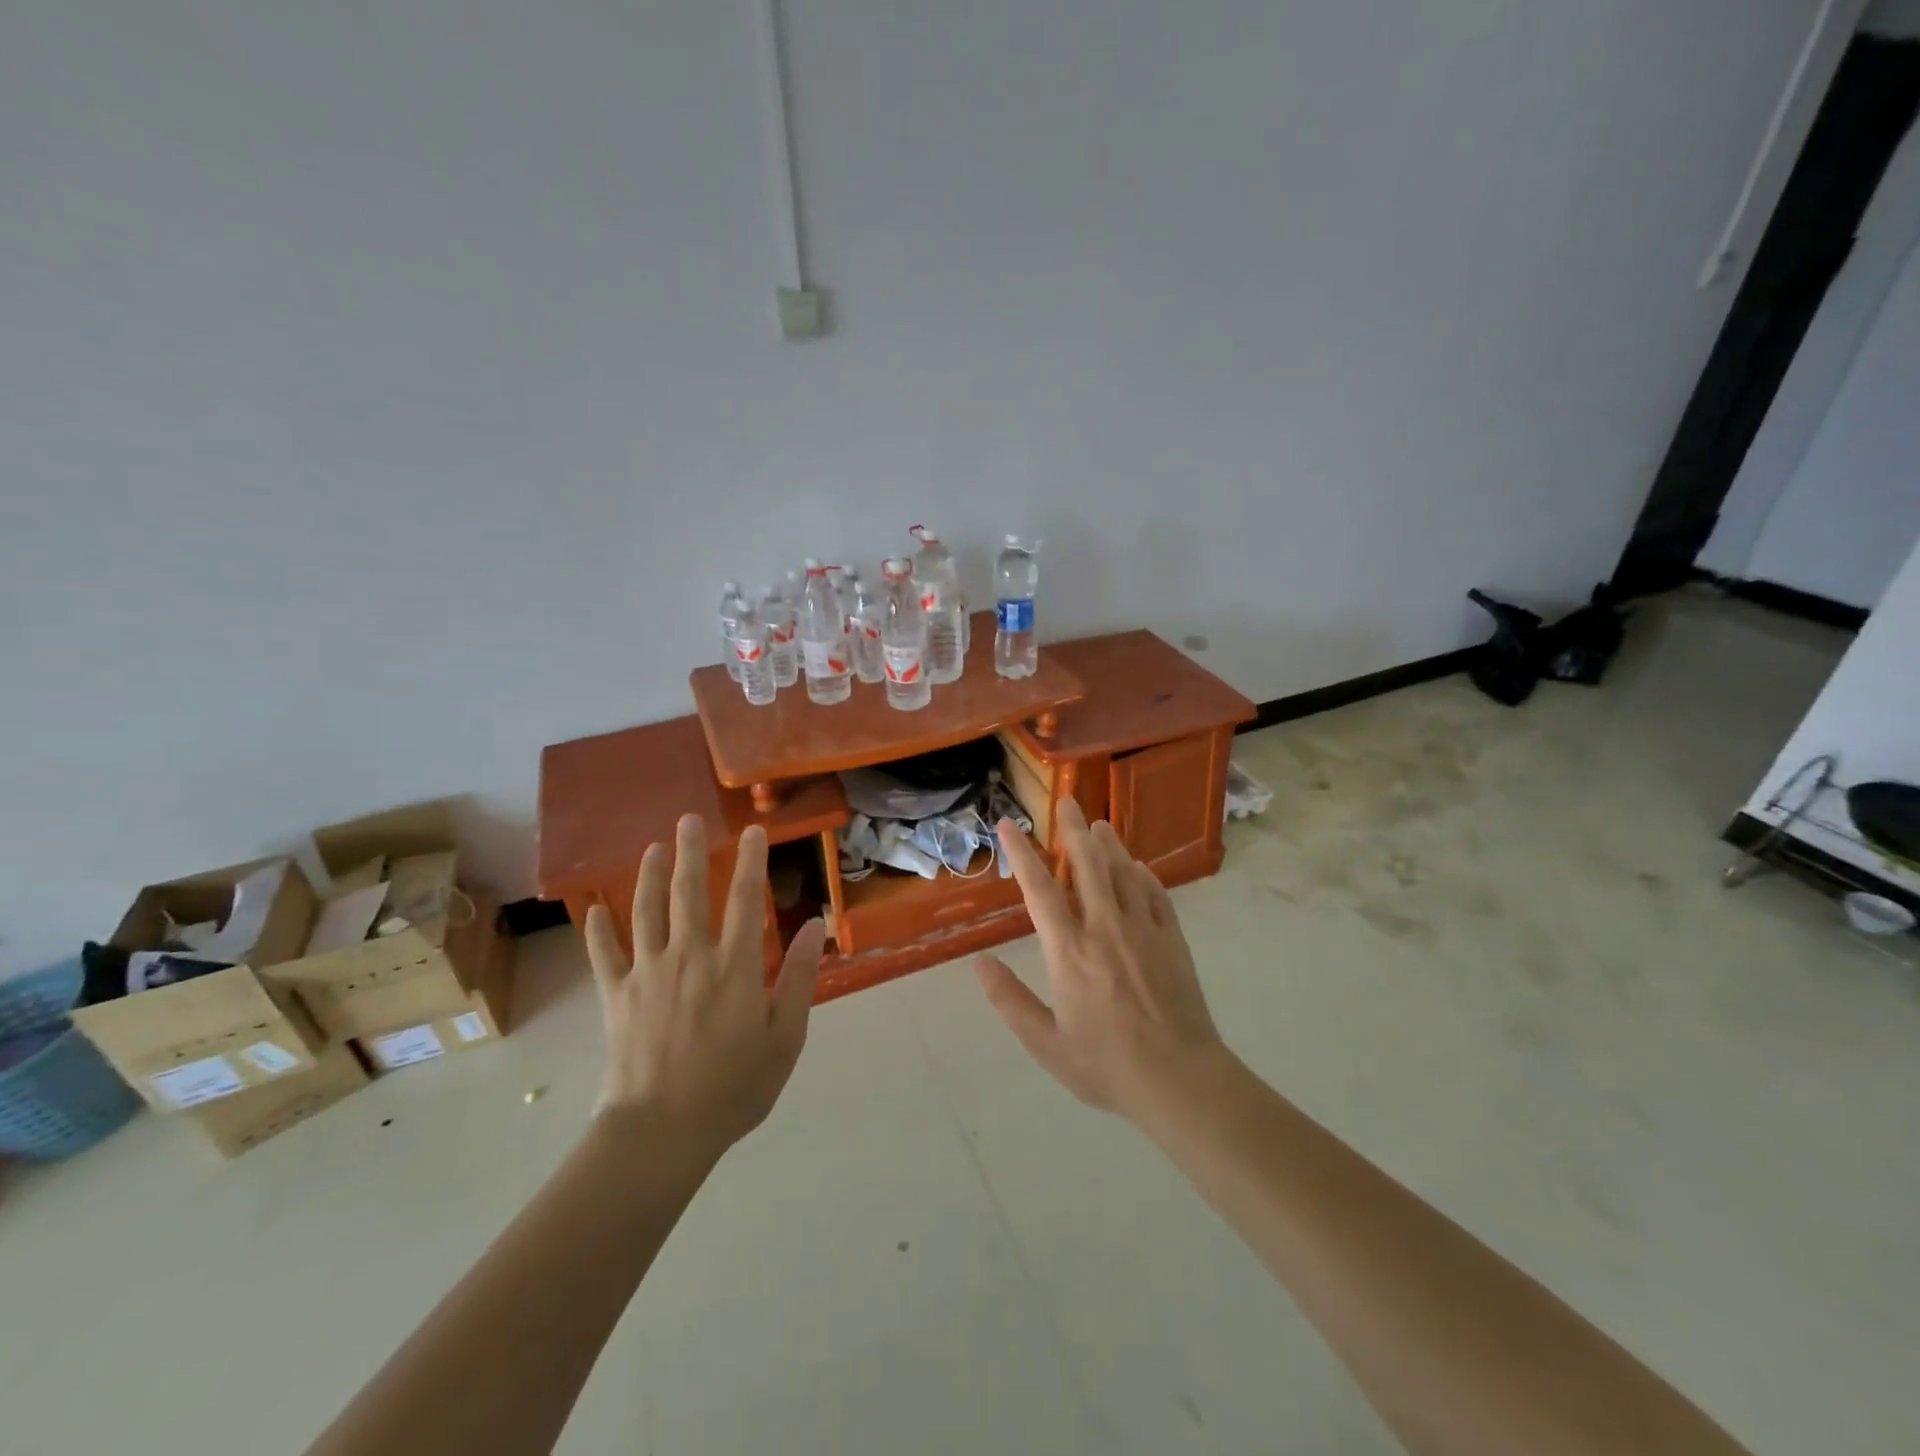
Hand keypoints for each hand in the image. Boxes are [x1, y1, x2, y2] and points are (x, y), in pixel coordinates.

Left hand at [583, 815, 824, 1154]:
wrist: (661, 1132)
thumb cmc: (734, 1087)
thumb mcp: (785, 1037)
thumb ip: (800, 977)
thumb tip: (815, 925)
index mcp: (735, 966)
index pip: (746, 899)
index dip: (751, 861)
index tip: (752, 831)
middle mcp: (690, 956)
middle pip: (689, 892)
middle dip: (691, 852)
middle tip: (687, 819)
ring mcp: (648, 973)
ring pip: (646, 911)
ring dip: (649, 876)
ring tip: (652, 848)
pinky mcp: (616, 996)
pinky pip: (604, 955)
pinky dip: (598, 932)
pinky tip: (594, 911)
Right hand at [976, 800, 1226, 1122]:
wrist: (1181, 1080)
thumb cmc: (1106, 1065)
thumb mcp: (1046, 1044)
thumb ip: (1010, 1000)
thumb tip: (978, 963)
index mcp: (1069, 951)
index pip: (1040, 889)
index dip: (1022, 853)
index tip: (1008, 825)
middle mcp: (1104, 928)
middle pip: (1088, 865)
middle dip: (1074, 830)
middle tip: (1067, 802)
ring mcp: (1142, 930)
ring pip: (1123, 873)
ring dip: (1109, 845)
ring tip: (1099, 824)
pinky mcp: (1172, 939)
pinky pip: (1155, 895)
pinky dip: (1143, 876)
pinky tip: (1138, 867)